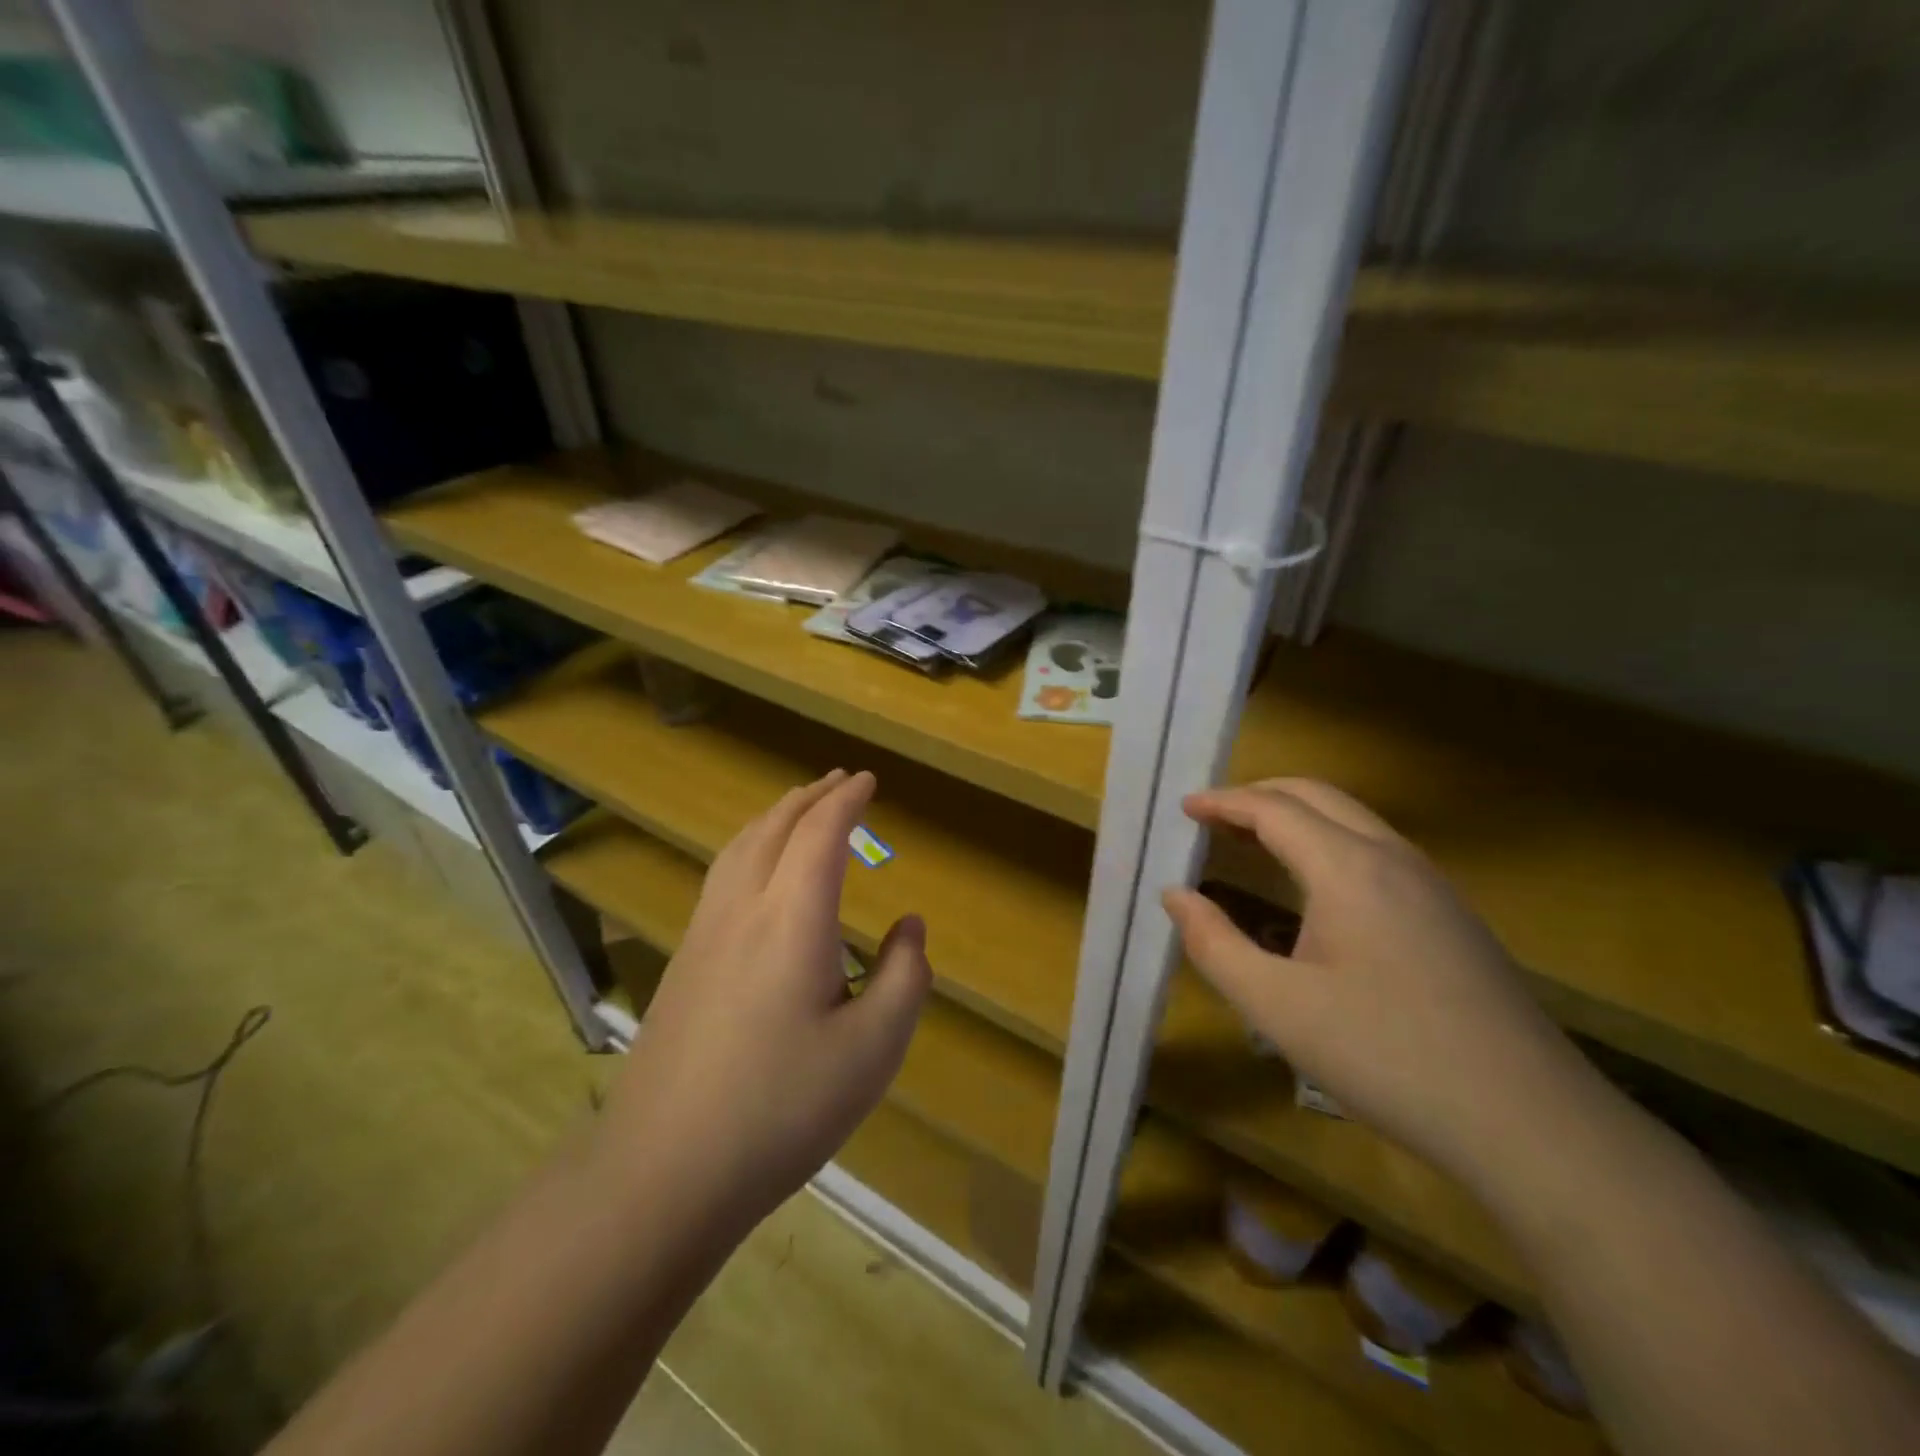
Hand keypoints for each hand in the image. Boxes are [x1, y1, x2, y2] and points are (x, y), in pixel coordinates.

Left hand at [598, 770, 929, 1232]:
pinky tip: (756, 871)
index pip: (820, 835)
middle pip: (774, 827)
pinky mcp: (683, 962)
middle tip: (839, 782)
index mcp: (792, 919)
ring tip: (799, 809)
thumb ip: (905, 976)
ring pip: (739, 848)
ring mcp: (703, 934)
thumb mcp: (874, 1049)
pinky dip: (750, 846)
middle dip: (810, 797)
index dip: (847, 802)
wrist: (663, 1170)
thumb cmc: (782, 1107)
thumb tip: (909, 926)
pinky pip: (722, 875)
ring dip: (775, 816)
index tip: (868, 781)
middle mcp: (742, 909)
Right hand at [1164, 779, 1590, 1184]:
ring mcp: (1432, 884)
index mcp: (1347, 868)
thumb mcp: (1277, 1006)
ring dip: (1297, 816)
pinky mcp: (1452, 915)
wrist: (1531, 1123)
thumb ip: (1214, 944)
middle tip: (1212, 816)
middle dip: (1259, 795)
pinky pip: (1377, 849)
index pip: (1273, 809)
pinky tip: (1315, 886)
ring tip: (1252, 841)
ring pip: (1353, 819)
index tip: (1184, 807)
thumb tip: (1175, 895)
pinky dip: (1328, 841)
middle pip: (1317, 796)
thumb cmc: (1386, 1056)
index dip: (1223, 802)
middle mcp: (1392, 858)